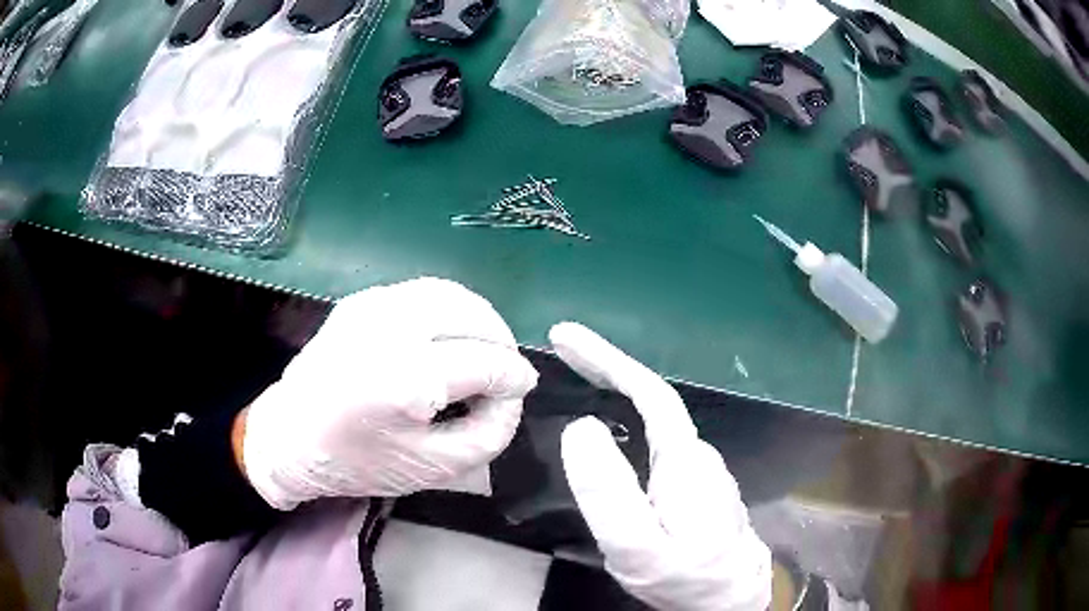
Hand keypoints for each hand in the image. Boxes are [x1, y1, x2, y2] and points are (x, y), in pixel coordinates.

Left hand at [242, 278, 537, 509]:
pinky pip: (424, 293)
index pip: (484, 362)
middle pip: (472, 314)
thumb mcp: (434, 468)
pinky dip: (450, 312)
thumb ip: (489, 432)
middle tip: (505, 371)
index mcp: (402, 379)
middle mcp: (388, 328)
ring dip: (479, 321)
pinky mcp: (362, 299)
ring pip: (451, 294)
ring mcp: (371, 306)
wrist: (290, 437)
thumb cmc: (358, 462)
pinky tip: (449, 339)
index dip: (513, 377)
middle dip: (501, 342)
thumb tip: (513, 391)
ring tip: (484, 352)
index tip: (521, 391)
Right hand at [551, 323, 771, 610]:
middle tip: (563, 349)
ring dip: (617, 391)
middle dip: (607, 367)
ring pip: (655, 420)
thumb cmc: (685, 576)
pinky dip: (630, 420)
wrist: (731, 602)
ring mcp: (700, 471)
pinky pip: (658, 440)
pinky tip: (613, 429)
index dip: (607, 358)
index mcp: (684, 459)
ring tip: (579, 377)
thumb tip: (581, 428)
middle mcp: (697, 455)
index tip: (566, 337)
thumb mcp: (637, 545)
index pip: (648, 391)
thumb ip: (609, 491)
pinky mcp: (696, 488)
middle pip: (652, 399)